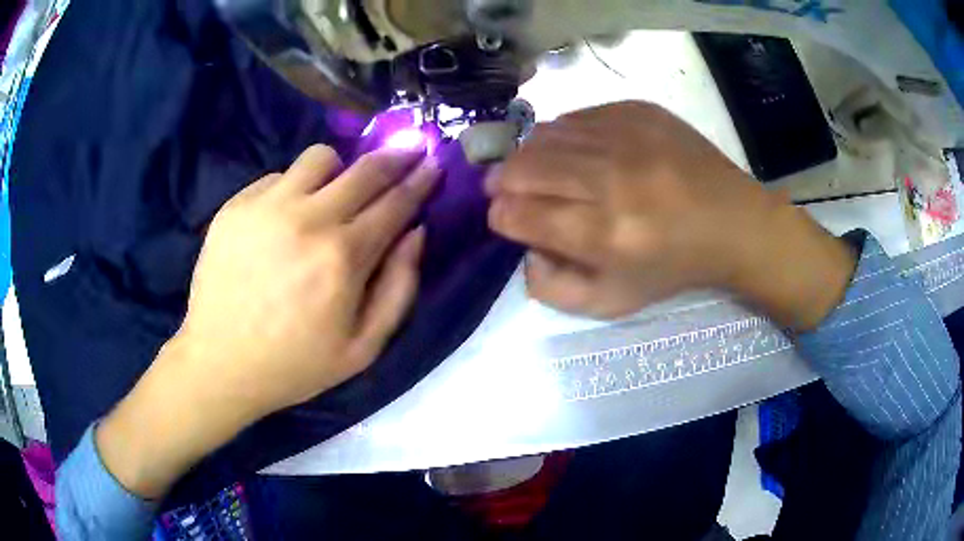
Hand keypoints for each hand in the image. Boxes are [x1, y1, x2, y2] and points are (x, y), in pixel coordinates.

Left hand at [98, 145, 439, 497]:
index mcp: (343, 258)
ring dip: (339, 169)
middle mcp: (307, 219)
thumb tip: (415, 232)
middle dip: (396, 156)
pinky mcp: (235, 206)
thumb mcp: (363, 348)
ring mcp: (266, 207)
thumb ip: (399, 288)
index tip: (434, 163)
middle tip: (408, 150)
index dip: (420, 180)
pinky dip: (293, 189)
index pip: (396, 203)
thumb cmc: (295, 364)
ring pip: (320, 157)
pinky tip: (286, 219)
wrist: (219, 364)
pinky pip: (278, 176)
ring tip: (334, 193)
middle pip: (365, 168)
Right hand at [486, 101, 854, 327]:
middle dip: (502, 181)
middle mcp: (611, 179)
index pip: (520, 215)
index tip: (505, 218)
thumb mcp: (614, 302)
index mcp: (605, 235)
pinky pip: (577, 116)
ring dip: (529, 156)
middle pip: (523, 168)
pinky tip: (575, 151)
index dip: (501, 216)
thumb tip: (524, 250)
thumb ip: (555, 289)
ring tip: (538, 170)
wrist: (733, 221)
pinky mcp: (638, 110)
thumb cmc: (674, 267)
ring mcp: (626, 136)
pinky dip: (564, 135)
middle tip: (506, 190)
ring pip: (544, 135)